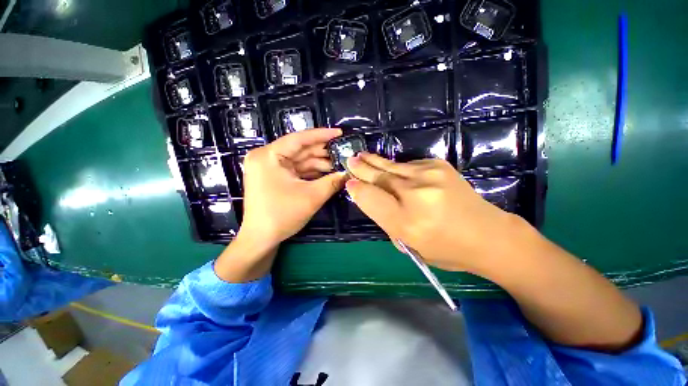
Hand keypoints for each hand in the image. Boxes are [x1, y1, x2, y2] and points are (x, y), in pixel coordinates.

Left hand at [238, 128, 346, 246]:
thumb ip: (333, 182)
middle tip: (343, 152)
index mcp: (269, 156)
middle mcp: (266, 157)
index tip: (339, 133)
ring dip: (319, 163)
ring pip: (299, 160)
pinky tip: (327, 173)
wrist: (261, 239)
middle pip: (300, 149)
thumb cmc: (282, 215)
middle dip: (323, 152)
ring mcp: (269, 168)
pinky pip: (296, 170)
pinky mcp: (274, 177)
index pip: (299, 139)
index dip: (321, 135)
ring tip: (338, 164)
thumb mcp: (312, 197)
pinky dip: (311, 172)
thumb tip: (349, 173)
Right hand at [345, 153, 526, 272]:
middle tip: (350, 159)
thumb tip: (366, 195)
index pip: (371, 199)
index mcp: (407, 222)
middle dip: (362, 168)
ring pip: (392, 167)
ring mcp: (430, 175)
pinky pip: (409, 165)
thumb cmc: (444, 248)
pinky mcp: (439, 165)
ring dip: (376, 162)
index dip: (357, 189)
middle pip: (380, 177)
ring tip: (363, 156)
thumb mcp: (408, 243)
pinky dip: (398, 168)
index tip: (349, 182)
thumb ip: (385, 219)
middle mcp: (416, 194)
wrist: (488, 235)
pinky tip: (393, 170)